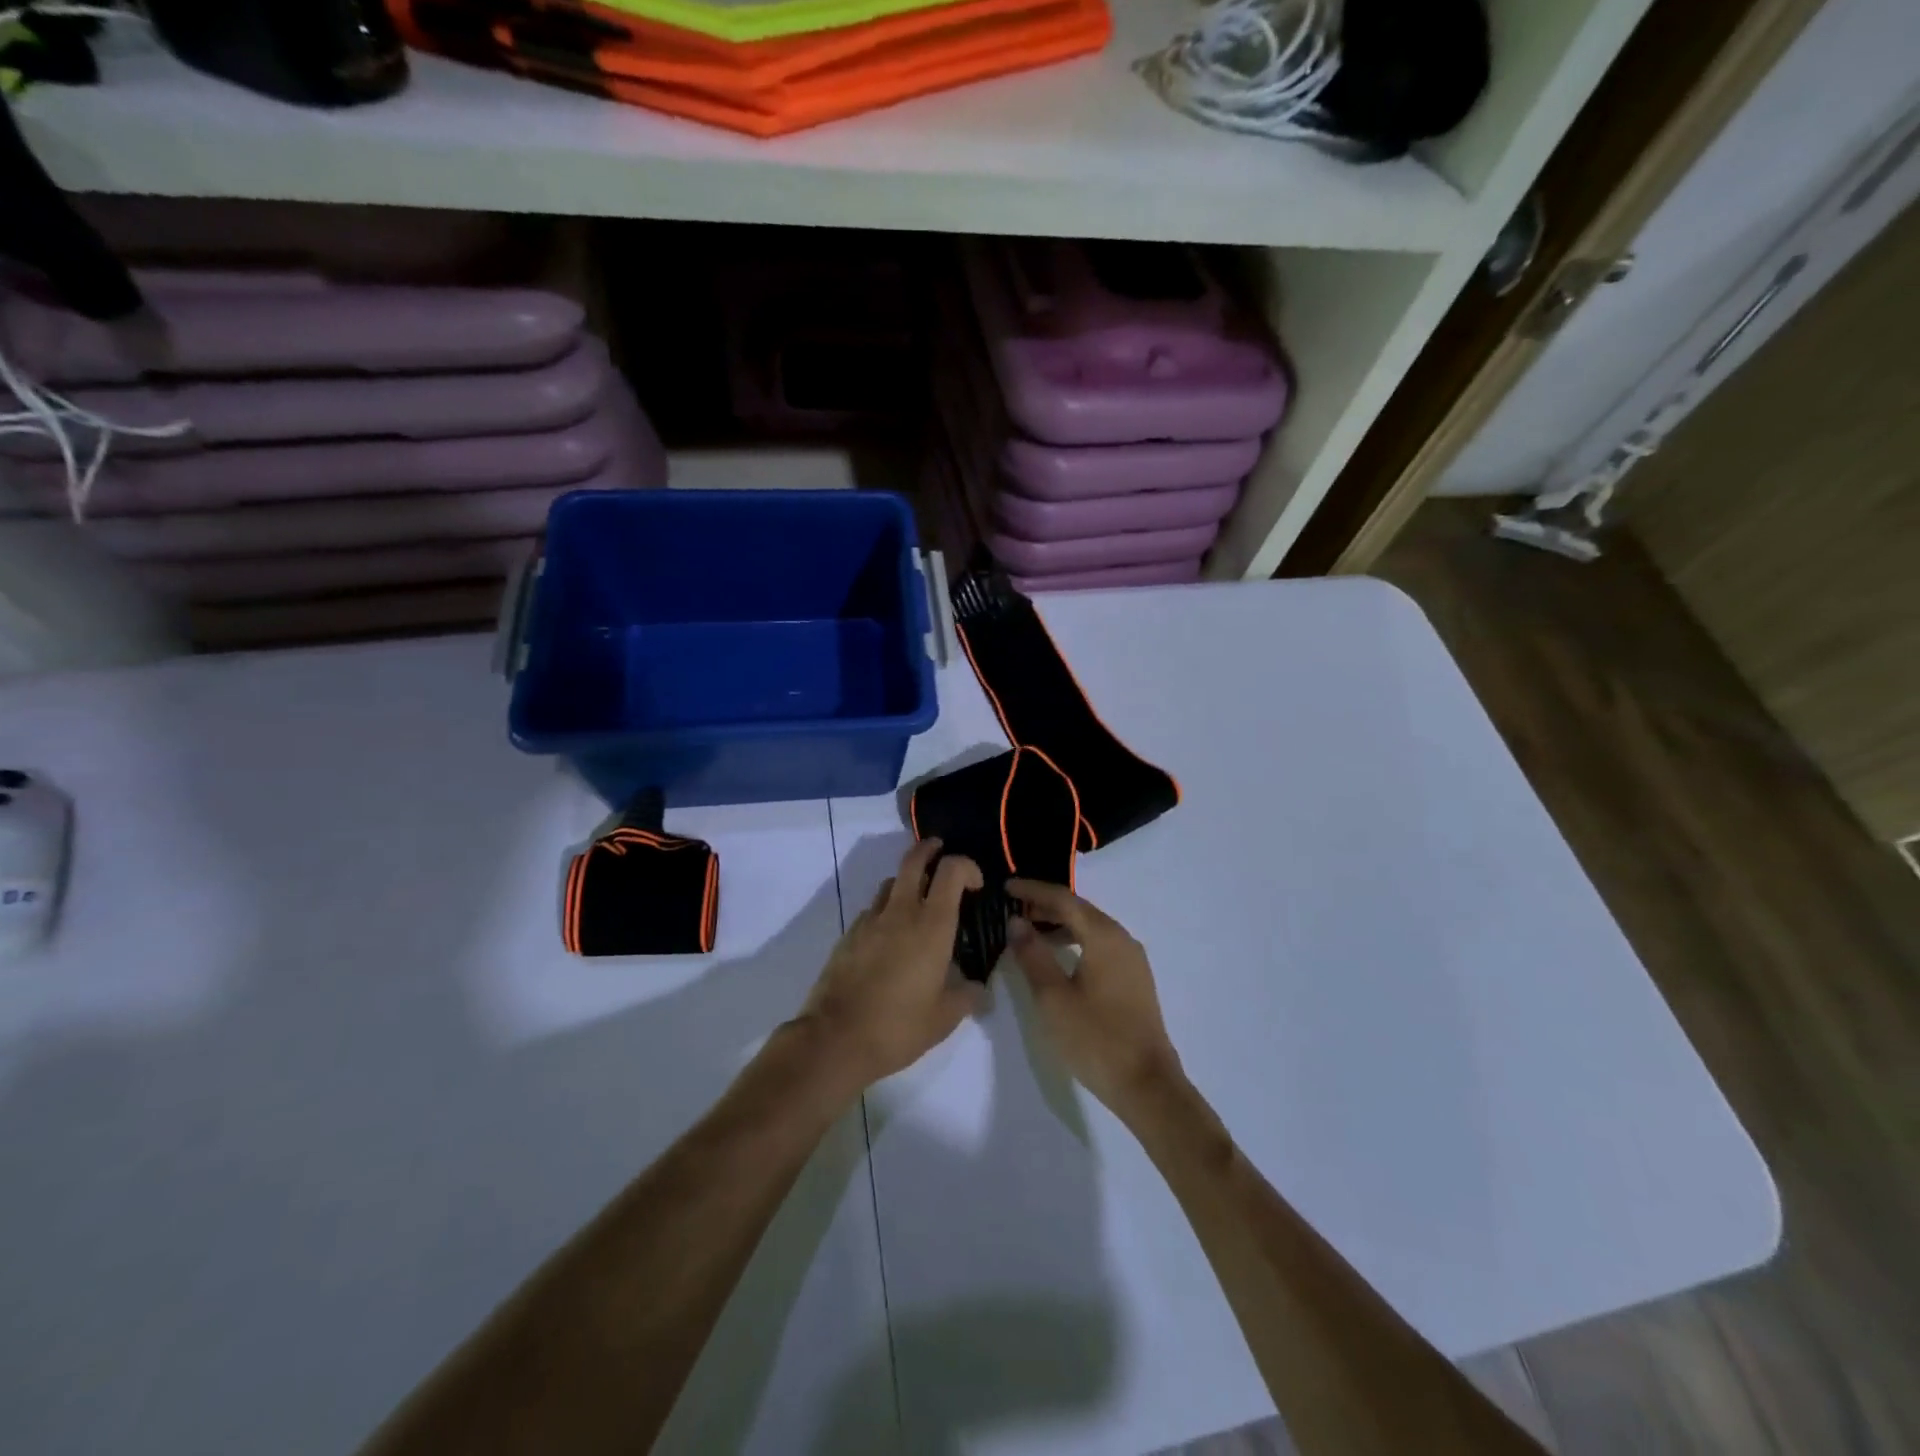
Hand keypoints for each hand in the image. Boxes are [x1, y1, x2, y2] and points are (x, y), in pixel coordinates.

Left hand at [800, 839, 985, 1089]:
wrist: (835, 1038)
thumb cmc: (898, 1026)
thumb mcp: (945, 1018)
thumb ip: (966, 996)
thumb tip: (977, 987)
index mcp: (931, 925)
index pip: (952, 871)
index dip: (967, 867)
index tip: (975, 885)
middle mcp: (900, 912)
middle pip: (913, 860)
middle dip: (930, 849)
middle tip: (941, 852)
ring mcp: (869, 921)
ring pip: (890, 883)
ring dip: (907, 882)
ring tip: (917, 903)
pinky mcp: (848, 935)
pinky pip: (872, 910)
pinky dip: (886, 911)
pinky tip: (890, 939)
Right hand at [1005, 879, 1183, 1116]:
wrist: (1146, 1085)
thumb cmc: (1095, 1038)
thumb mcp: (1052, 997)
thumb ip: (1032, 954)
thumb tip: (1016, 922)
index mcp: (1103, 935)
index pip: (1063, 899)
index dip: (1032, 890)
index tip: (1005, 886)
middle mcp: (1121, 938)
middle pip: (1079, 909)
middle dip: (1045, 905)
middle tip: (1012, 908)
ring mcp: (1131, 959)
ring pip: (1090, 928)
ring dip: (1059, 924)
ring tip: (1028, 932)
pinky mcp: (1133, 979)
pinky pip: (1099, 945)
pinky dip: (1074, 941)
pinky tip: (1056, 957)